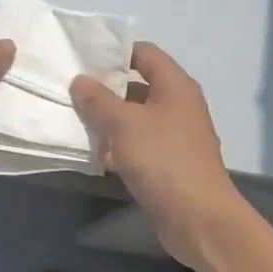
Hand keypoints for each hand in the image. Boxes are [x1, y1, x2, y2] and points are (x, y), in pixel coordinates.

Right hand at [71, 44, 242, 267]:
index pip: (144, 53)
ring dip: (110, 120)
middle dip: (106, 90)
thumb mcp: (124, 124)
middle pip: (138, 86)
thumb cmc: (163, 160)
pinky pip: (141, 143)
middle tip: (73, 93)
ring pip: (137, 117)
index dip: (115, 53)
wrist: (199, 219)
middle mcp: (179, 105)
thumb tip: (80, 80)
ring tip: (78, 122)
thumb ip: (98, 100)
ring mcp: (176, 135)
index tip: (84, 62)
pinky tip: (97, 155)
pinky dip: (120, 146)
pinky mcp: (170, 162)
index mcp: (175, 86)